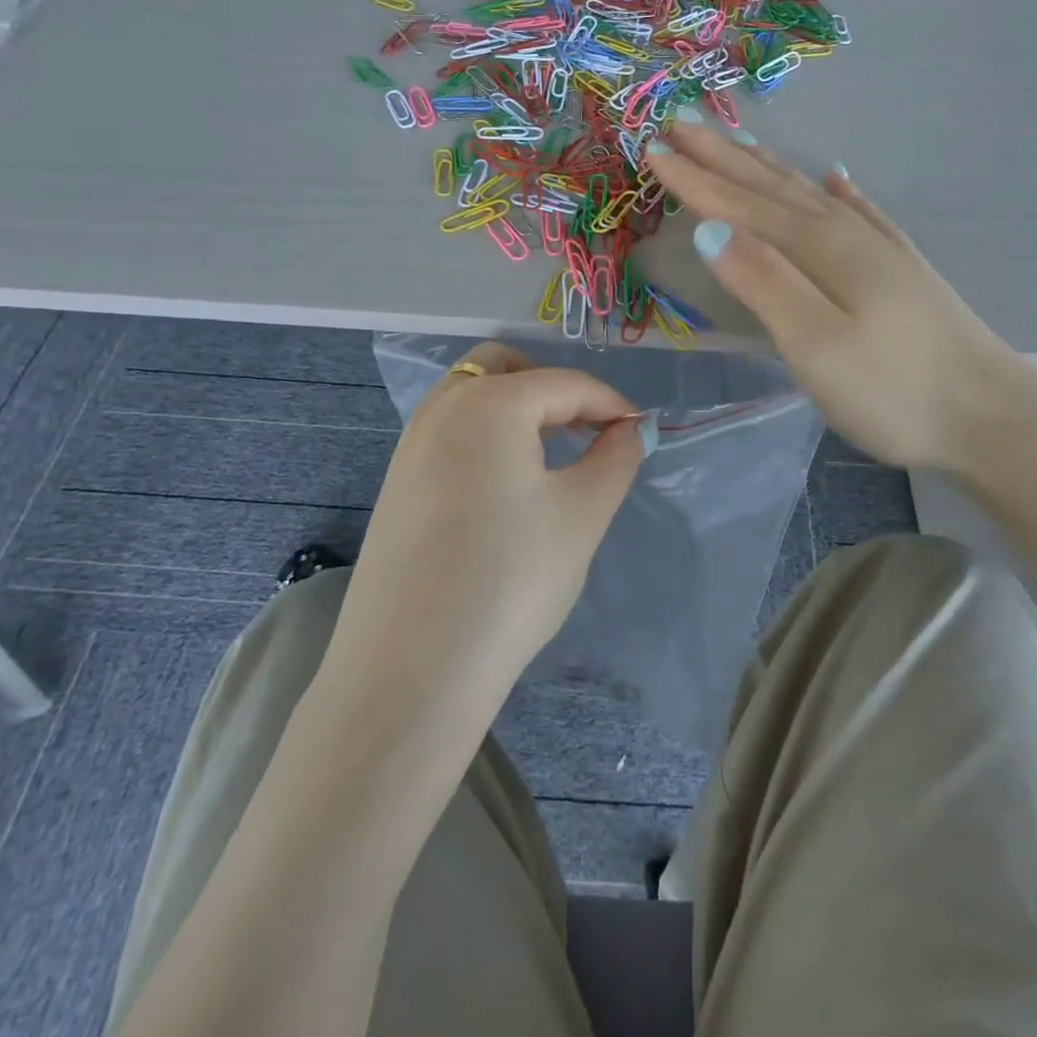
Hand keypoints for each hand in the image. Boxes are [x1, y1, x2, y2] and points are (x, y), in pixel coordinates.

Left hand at [325, 344, 647, 720]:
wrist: (411, 669)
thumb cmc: (511, 579)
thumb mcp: (582, 514)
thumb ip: (615, 458)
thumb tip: (629, 430)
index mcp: (489, 403)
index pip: (565, 383)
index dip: (611, 403)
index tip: (639, 433)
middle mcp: (441, 409)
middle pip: (504, 368)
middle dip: (552, 388)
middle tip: (586, 430)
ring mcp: (409, 445)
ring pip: (471, 397)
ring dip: (516, 409)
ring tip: (551, 457)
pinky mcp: (396, 483)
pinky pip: (449, 432)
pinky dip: (485, 436)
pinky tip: (505, 488)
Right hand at [645, 121, 1036, 477]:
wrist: (992, 418)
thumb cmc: (894, 391)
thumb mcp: (815, 344)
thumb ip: (763, 282)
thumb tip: (709, 230)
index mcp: (820, 249)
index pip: (741, 205)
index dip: (695, 178)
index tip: (652, 146)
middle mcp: (847, 235)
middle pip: (772, 187)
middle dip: (722, 157)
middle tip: (681, 121)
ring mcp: (879, 250)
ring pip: (810, 194)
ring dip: (769, 168)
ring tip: (740, 140)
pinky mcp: (902, 271)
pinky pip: (860, 213)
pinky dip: (841, 192)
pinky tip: (838, 178)